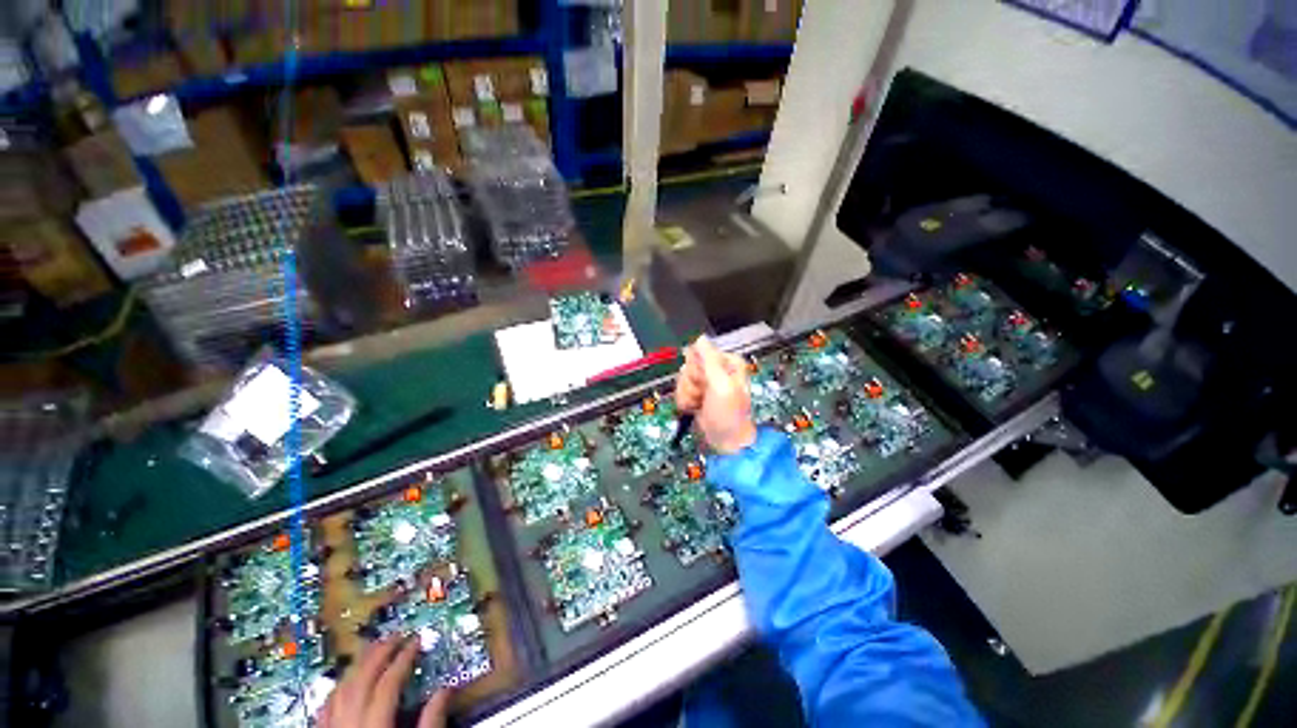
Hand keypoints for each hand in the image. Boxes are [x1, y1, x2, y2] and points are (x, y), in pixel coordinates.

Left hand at [317, 636, 449, 727]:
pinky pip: (324, 708)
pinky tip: (346, 682)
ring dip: (358, 666)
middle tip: (396, 635)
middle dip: (379, 653)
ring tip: (373, 650)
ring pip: (339, 690)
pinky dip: (337, 689)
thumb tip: (445, 690)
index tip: (416, 640)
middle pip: (360, 681)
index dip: (403, 658)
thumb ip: (430, 723)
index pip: (388, 684)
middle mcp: (348, 727)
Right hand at [675, 336, 757, 454]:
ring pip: (682, 379)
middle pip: (688, 365)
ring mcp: (705, 384)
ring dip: (688, 395)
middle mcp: (715, 370)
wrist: (726, 443)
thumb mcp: (721, 384)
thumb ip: (710, 359)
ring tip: (699, 405)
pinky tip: (695, 409)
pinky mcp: (696, 395)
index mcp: (726, 363)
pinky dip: (685, 401)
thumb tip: (700, 337)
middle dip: (692, 383)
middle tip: (703, 395)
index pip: (699, 352)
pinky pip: (681, 390)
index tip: (704, 381)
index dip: (698, 368)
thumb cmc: (729, 414)